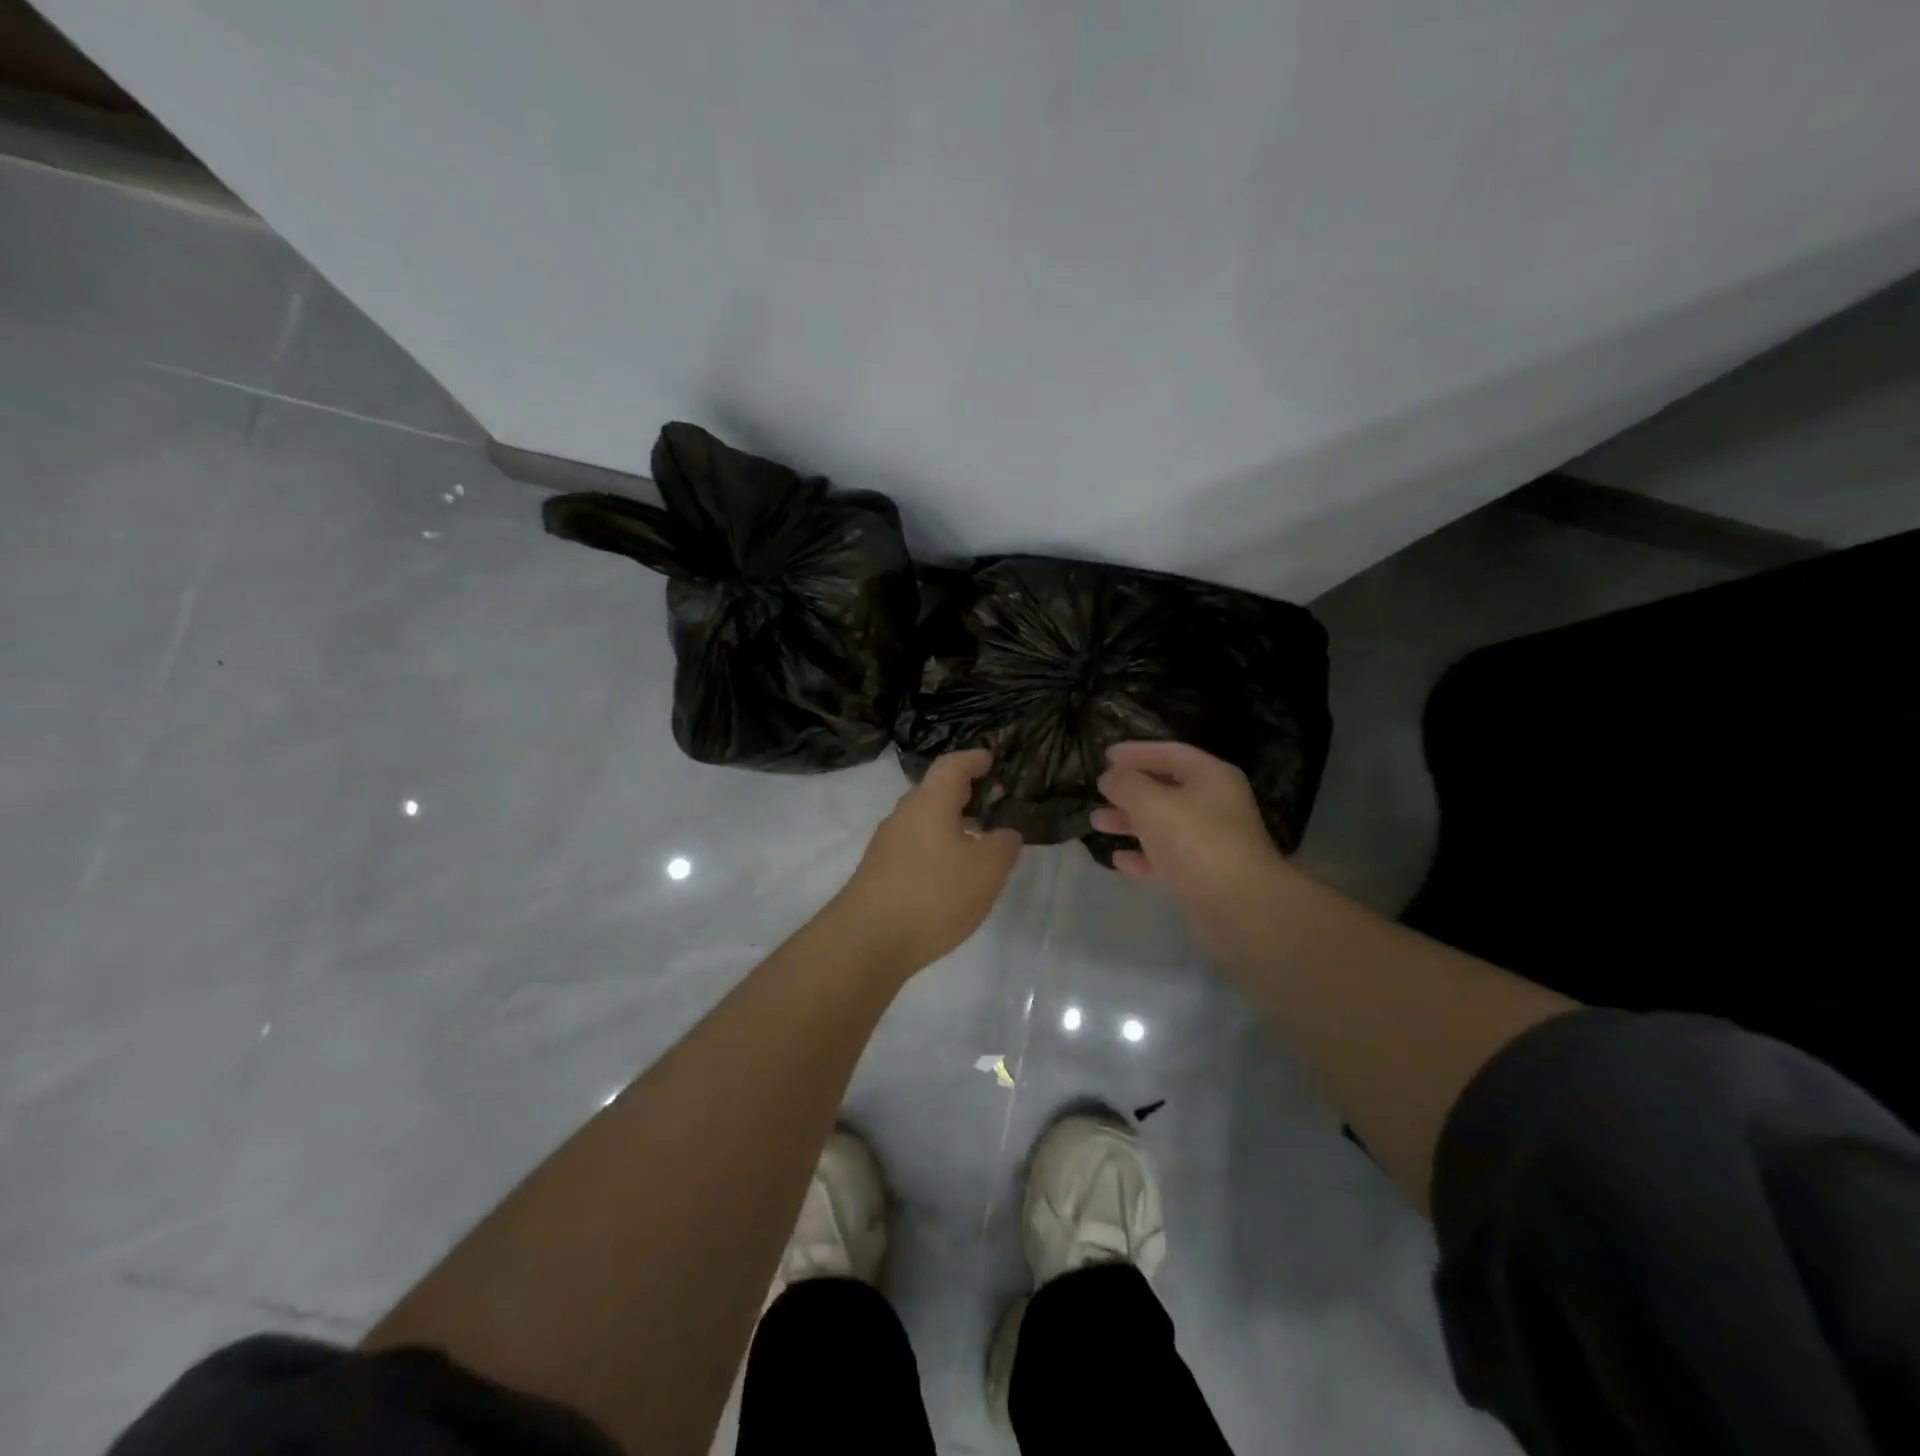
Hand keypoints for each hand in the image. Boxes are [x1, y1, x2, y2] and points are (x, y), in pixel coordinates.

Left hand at [833, 749, 1022, 975]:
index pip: (952, 766)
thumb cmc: (933, 894)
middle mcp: (903, 815)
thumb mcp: (986, 870)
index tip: (989, 759)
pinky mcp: (879, 872)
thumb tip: (1005, 834)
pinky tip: (951, 874)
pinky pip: (914, 847)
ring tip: (977, 840)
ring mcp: (886, 845)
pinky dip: (936, 849)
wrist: (867, 941)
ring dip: (949, 825)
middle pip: (934, 792)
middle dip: (962, 793)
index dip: (973, 759)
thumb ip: (1003, 846)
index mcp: (929, 802)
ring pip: (923, 822)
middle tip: (990, 800)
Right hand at [1092, 741, 1291, 949]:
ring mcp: (1210, 842)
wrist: (1239, 906)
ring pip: (1163, 824)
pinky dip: (1142, 856)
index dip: (1136, 751)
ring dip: (1130, 822)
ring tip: (1096, 822)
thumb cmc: (1195, 841)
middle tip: (1099, 791)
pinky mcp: (1202, 875)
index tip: (1105, 756)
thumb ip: (1126, 784)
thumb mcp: (1152, 804)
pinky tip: (1118, 859)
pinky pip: (1166, 858)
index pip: (1170, 753)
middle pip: (1166, 789)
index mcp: (1211, 777)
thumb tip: (1110, 777)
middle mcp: (1214, 805)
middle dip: (1129, 790)